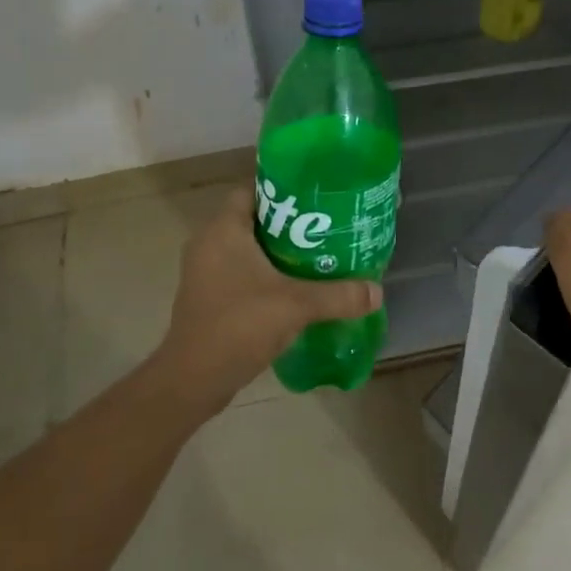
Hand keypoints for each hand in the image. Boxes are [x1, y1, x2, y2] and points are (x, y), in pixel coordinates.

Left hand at [152, 187, 381, 413]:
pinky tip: (295, 288)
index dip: (283, 191)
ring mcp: (205, 272)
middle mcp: (208, 244)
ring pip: (247, 248)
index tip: (316, 199)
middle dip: (289, 223)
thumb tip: (377, 292)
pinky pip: (240, 272)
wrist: (193, 380)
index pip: (252, 190)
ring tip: (317, 257)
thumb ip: (338, 295)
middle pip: (254, 219)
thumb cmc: (239, 326)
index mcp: (223, 230)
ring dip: (278, 252)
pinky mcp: (207, 297)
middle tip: (326, 228)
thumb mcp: (296, 306)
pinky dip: (265, 274)